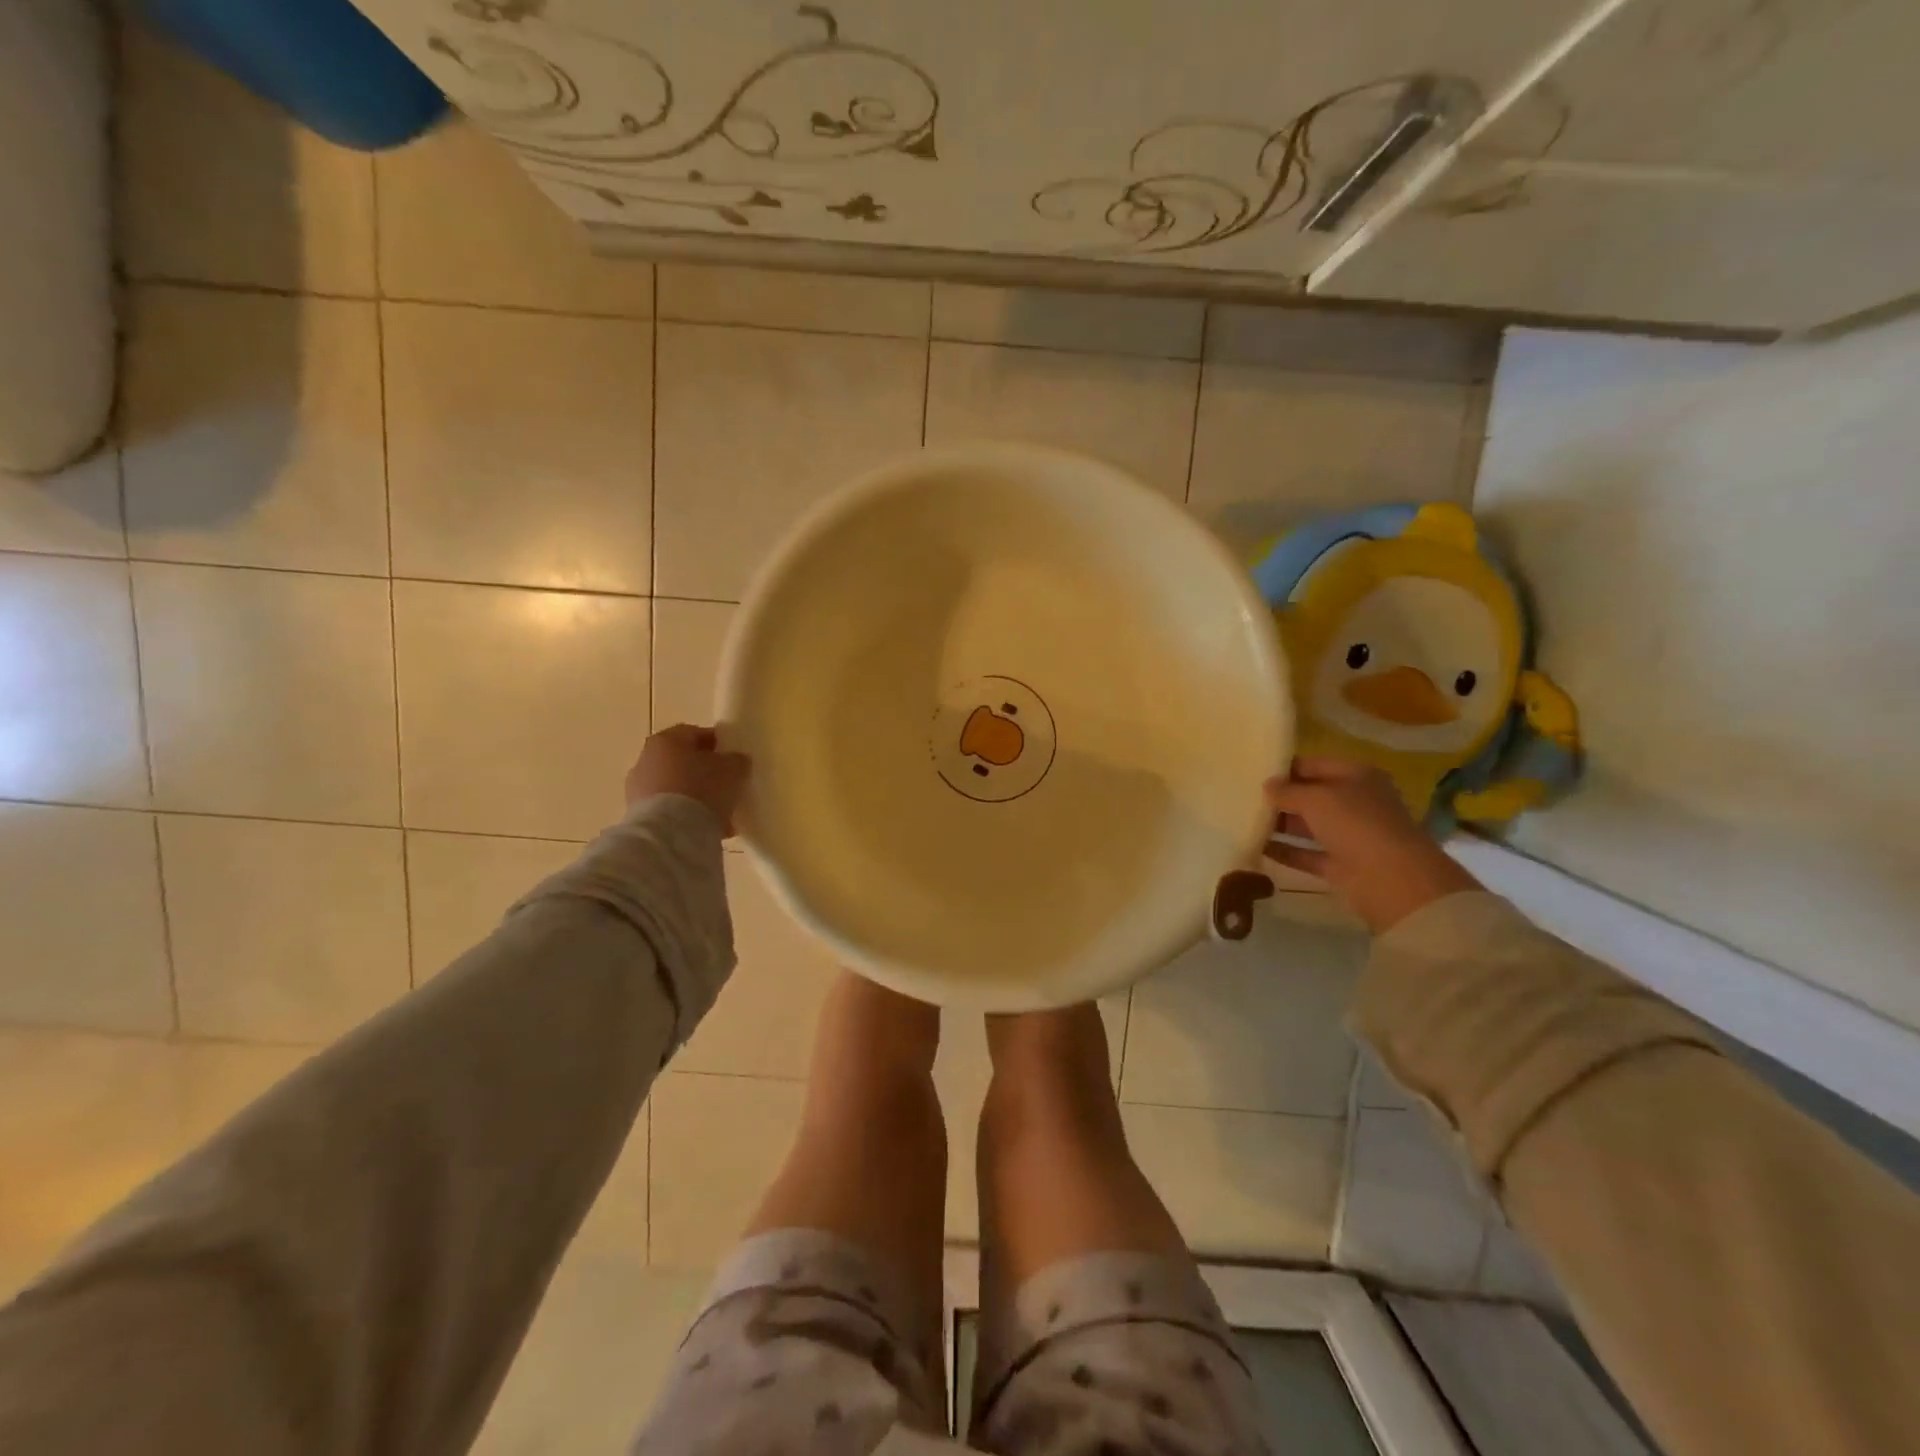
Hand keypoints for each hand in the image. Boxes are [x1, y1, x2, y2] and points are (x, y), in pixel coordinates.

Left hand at [624, 724, 750, 834]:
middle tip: (726, 786)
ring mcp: (638, 790)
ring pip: (675, 788)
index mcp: (666, 740)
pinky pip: (669, 811)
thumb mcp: (732, 769)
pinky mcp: (638, 817)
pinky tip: (707, 828)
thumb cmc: (701, 789)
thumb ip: (736, 760)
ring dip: (695, 797)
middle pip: (682, 762)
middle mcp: (646, 760)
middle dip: (704, 773)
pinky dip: (686, 816)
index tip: (732, 758)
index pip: (695, 734)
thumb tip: (735, 760)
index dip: (717, 744)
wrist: (669, 833)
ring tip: (720, 814)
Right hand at [1264, 757, 1478, 933]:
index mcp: (1357, 776)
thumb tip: (1267, 786)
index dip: (1285, 768)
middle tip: (1243, 797)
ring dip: (1279, 825)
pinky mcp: (1341, 865)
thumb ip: (1287, 791)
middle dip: (1280, 797)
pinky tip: (1255, 847)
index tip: (1253, 772)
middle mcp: (1355, 803)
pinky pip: (1306, 854)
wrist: (1392, 880)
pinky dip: (1285, 852)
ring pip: (1307, 826)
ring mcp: (1349, 835)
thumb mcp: (1316, 798)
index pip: (1314, 765)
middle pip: (1311, 796)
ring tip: (1243, 820)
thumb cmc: (1356, 824)